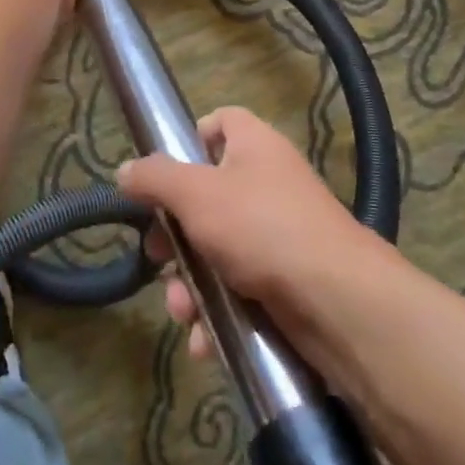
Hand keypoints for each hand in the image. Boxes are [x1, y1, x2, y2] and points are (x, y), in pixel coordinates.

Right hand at [117, 106, 372, 357]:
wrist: (339, 303)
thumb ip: (155, 178)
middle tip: (158, 258)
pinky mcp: (287, 281)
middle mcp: (268, 182)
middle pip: (208, 195)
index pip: (219, 123)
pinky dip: (218, 311)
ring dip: (191, 283)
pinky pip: (240, 288)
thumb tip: (125, 170)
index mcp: (253, 145)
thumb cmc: (261, 227)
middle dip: (176, 235)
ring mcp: (280, 233)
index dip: (189, 142)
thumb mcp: (196, 194)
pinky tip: (203, 341)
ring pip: (218, 249)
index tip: (163, 176)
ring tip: (181, 312)